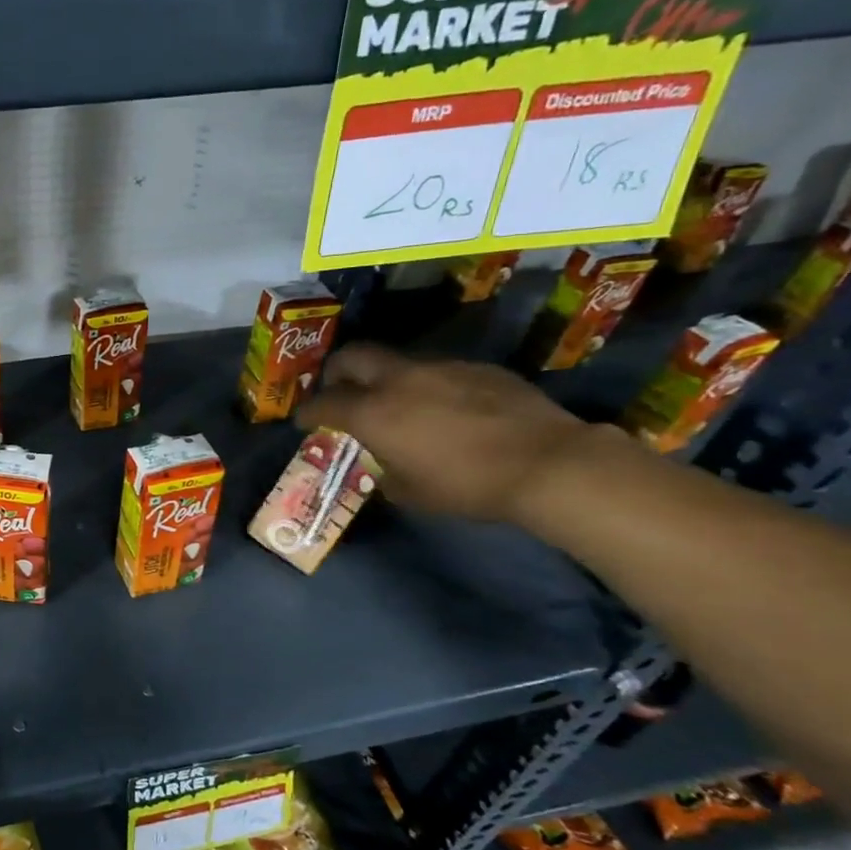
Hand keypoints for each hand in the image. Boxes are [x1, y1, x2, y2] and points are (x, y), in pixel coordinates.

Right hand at [295, 343, 587, 523]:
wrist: (546, 463)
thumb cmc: (465, 486)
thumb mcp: (410, 492)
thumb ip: (385, 471)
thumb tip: (383, 463)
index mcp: (374, 413)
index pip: (324, 404)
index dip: (308, 413)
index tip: (304, 421)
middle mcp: (400, 380)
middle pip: (353, 357)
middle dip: (337, 372)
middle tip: (338, 390)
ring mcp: (442, 368)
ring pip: (399, 363)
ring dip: (387, 380)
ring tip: (399, 406)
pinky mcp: (478, 368)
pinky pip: (440, 372)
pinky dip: (430, 387)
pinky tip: (449, 411)